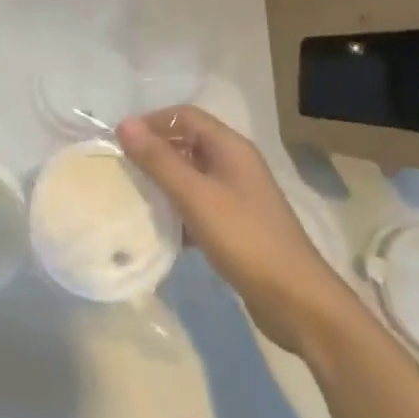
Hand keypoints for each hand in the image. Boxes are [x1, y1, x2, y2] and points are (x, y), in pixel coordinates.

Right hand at [118, 106, 347, 351]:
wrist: (298, 302)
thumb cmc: (245, 240)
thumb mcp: (196, 197)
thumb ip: (159, 160)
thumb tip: (124, 124)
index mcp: (230, 147)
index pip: (184, 115)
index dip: (152, 122)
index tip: (120, 142)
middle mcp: (235, 163)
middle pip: (188, 142)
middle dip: (155, 151)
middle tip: (122, 169)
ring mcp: (238, 195)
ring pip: (192, 175)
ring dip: (164, 181)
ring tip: (134, 196)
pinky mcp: (237, 224)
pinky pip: (199, 204)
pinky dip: (178, 209)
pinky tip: (160, 229)